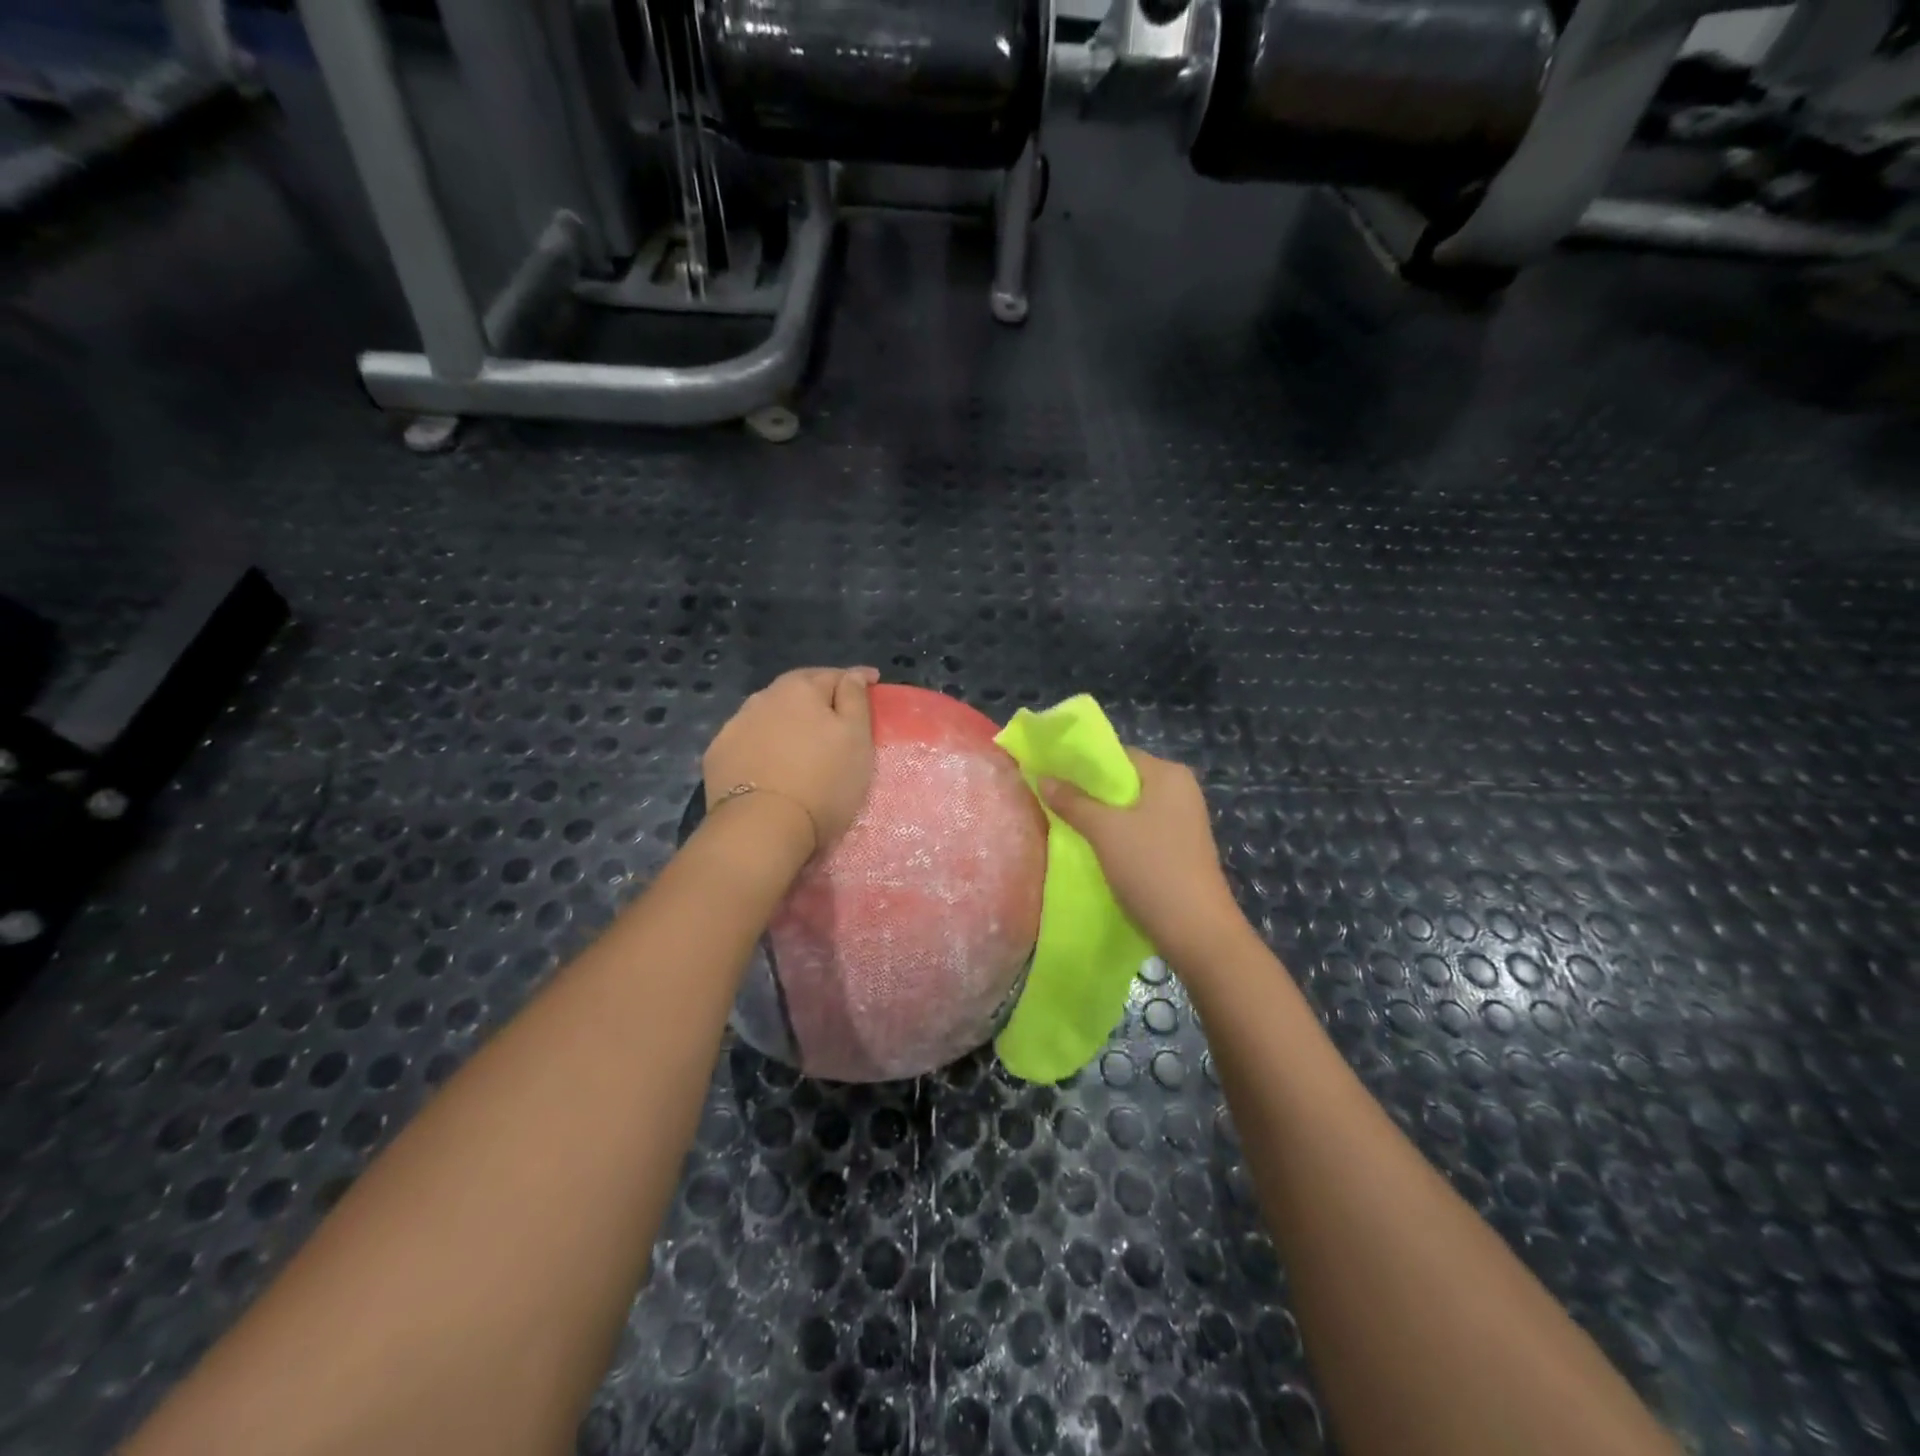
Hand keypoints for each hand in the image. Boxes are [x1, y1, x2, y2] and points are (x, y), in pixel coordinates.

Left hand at [704, 667, 878, 853]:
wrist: (761, 828)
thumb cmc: (823, 781)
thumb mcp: (856, 738)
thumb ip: (855, 699)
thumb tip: (853, 674)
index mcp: (800, 688)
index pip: (834, 675)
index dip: (856, 680)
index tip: (872, 685)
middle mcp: (763, 697)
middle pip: (797, 691)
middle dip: (817, 697)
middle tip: (836, 715)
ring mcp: (734, 726)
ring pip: (769, 715)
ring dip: (787, 721)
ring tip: (801, 741)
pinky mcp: (717, 756)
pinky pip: (749, 741)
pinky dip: (763, 745)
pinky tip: (770, 762)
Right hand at [1042, 747, 1248, 968]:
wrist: (1197, 931)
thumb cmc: (1151, 868)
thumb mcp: (1105, 831)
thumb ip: (1073, 802)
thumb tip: (1043, 778)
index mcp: (1168, 774)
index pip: (1118, 754)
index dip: (1082, 762)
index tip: (1050, 773)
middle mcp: (1180, 791)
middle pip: (1124, 781)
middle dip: (1088, 791)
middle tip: (1052, 799)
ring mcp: (1183, 822)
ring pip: (1130, 809)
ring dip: (1100, 816)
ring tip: (1065, 823)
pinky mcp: (1180, 849)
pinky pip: (1140, 831)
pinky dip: (1117, 835)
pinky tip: (1092, 848)